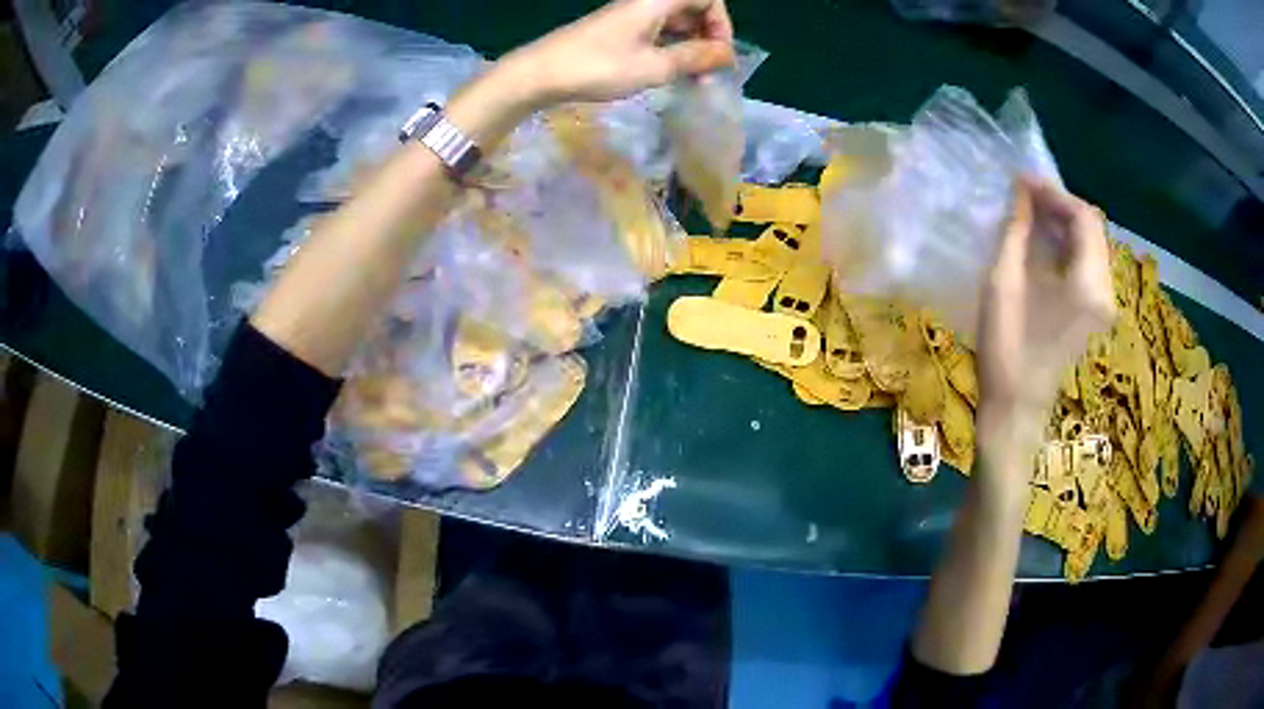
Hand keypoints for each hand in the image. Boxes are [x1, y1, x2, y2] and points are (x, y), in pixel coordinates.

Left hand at [503, 0, 734, 105]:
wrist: (539, 74)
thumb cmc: (599, 67)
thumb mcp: (654, 66)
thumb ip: (695, 58)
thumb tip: (729, 54)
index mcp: (656, 1)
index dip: (721, 24)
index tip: (719, 54)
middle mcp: (646, 2)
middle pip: (692, 9)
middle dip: (708, 38)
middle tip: (708, 72)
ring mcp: (630, 16)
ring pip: (674, 23)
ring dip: (689, 47)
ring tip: (692, 79)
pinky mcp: (618, 31)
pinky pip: (656, 33)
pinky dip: (669, 50)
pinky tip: (668, 74)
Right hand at [976, 178, 1114, 462]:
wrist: (1016, 412)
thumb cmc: (1007, 351)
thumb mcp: (1005, 284)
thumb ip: (1017, 232)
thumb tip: (1020, 192)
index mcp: (1088, 284)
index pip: (1084, 218)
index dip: (1054, 192)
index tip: (1021, 181)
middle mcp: (1104, 291)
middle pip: (1092, 229)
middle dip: (1059, 205)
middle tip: (1023, 196)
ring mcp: (1102, 305)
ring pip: (1091, 246)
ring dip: (1063, 224)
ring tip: (1028, 214)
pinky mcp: (1093, 314)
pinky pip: (1087, 265)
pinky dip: (1066, 246)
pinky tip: (1041, 244)